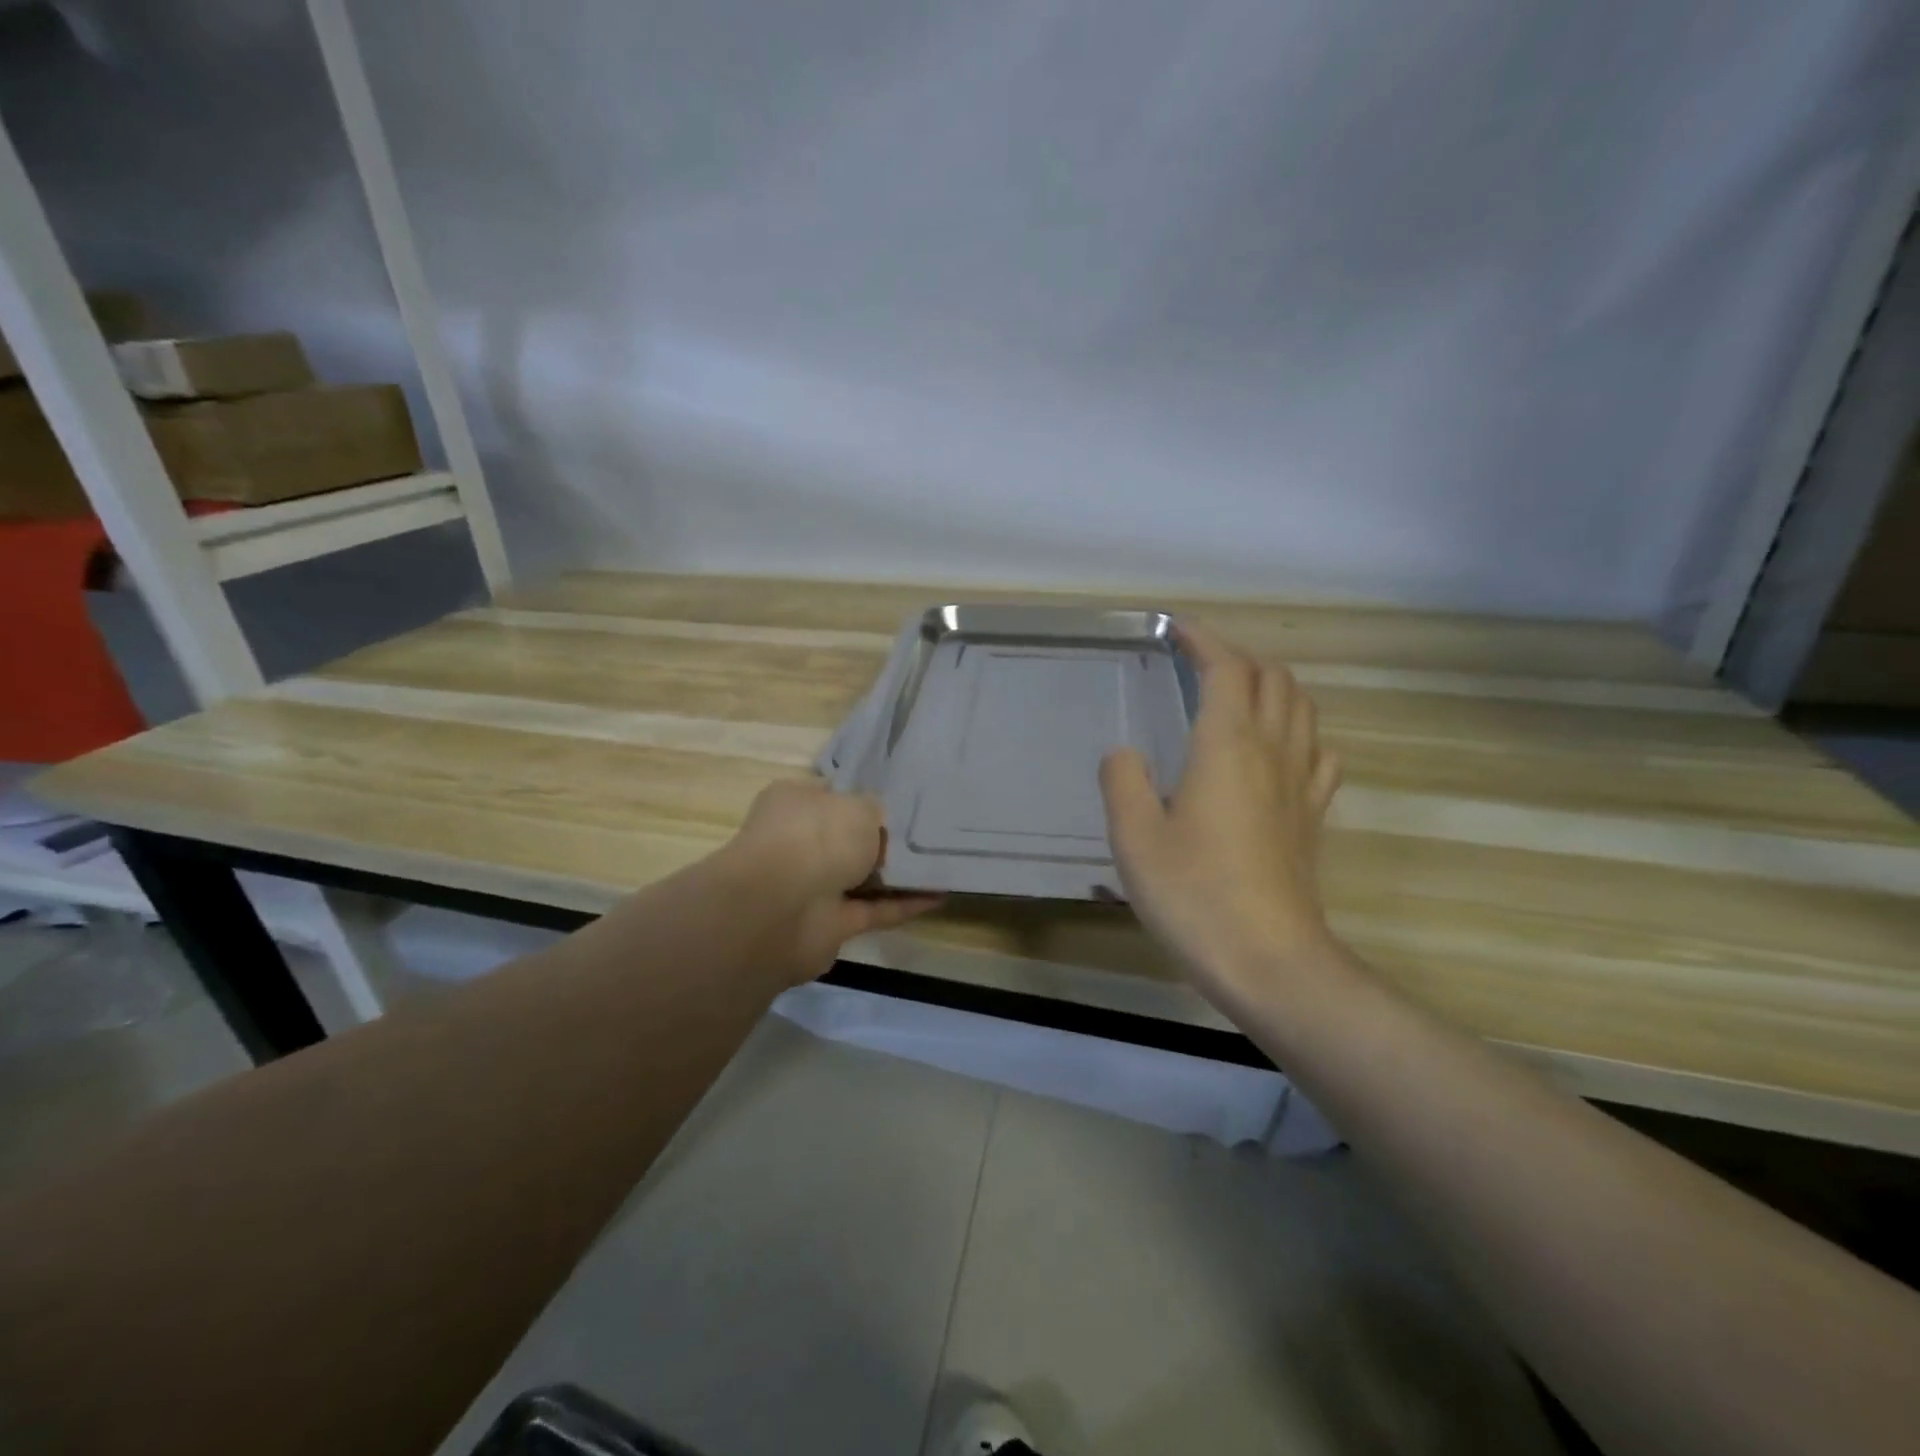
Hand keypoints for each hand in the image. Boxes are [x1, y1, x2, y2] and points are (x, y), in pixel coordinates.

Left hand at [727, 779, 940, 981]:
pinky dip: (903, 905)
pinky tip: (939, 895)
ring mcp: (811, 886)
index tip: (904, 803)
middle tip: (929, 833)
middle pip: (847, 840)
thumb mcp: (860, 806)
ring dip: (897, 876)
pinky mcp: (828, 925)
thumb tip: (880, 826)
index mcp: (795, 803)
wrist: (783, 909)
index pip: (832, 797)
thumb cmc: (818, 837)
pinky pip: (873, 910)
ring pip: (861, 877)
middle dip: (882, 840)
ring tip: (942, 864)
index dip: (865, 800)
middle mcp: (799, 843)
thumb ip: (876, 813)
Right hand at [1100, 623, 1343, 1016]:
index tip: (1176, 628)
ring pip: (1302, 709)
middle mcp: (1272, 752)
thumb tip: (1125, 754)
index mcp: (1227, 746)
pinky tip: (1279, 751)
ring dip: (1272, 686)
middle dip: (1238, 657)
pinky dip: (1299, 732)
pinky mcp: (1313, 818)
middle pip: (1273, 679)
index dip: (1204, 640)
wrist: (1270, 961)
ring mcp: (1301, 785)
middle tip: (1200, 662)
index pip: (1227, 669)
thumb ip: (1123, 782)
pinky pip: (1318, 753)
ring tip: (1239, 694)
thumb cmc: (1194, 895)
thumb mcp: (1134, 838)